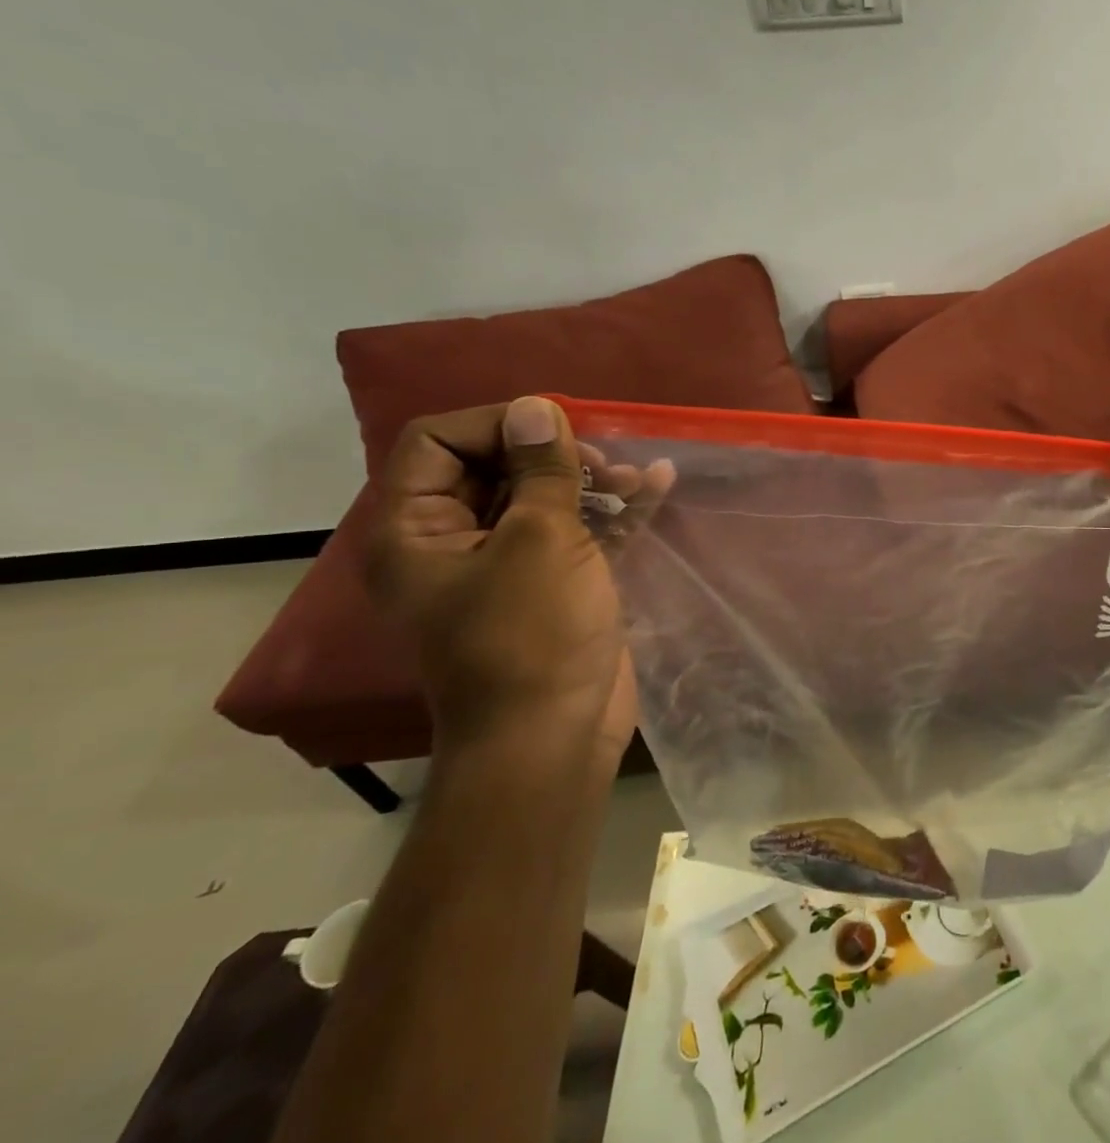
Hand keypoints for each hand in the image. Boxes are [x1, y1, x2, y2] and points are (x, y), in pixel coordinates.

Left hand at [367, 397, 671, 770]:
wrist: (554, 734)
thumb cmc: (532, 635)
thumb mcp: (539, 541)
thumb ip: (541, 471)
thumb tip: (537, 407)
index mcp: (417, 530)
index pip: (437, 443)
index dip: (495, 424)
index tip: (555, 430)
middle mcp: (455, 541)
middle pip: (496, 466)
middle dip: (553, 453)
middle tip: (600, 458)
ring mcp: (509, 564)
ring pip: (544, 498)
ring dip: (591, 479)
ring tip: (635, 475)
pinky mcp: (556, 584)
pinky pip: (580, 531)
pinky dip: (614, 510)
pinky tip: (657, 483)